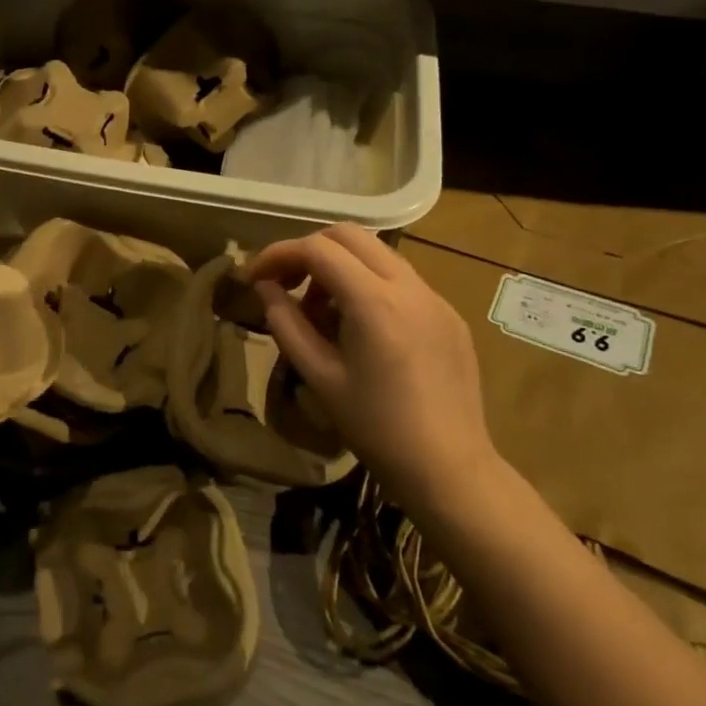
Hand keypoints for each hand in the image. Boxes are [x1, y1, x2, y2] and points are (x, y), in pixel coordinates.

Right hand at [245, 223, 497, 504]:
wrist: (450, 469)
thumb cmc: (377, 428)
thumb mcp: (320, 377)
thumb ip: (287, 324)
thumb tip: (265, 288)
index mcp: (375, 302)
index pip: (317, 249)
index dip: (278, 254)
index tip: (255, 277)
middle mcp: (409, 286)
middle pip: (350, 235)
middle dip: (309, 250)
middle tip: (287, 283)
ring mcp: (435, 298)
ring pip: (378, 254)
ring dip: (341, 266)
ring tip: (321, 311)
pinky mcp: (449, 315)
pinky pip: (401, 280)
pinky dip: (370, 284)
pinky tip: (360, 327)